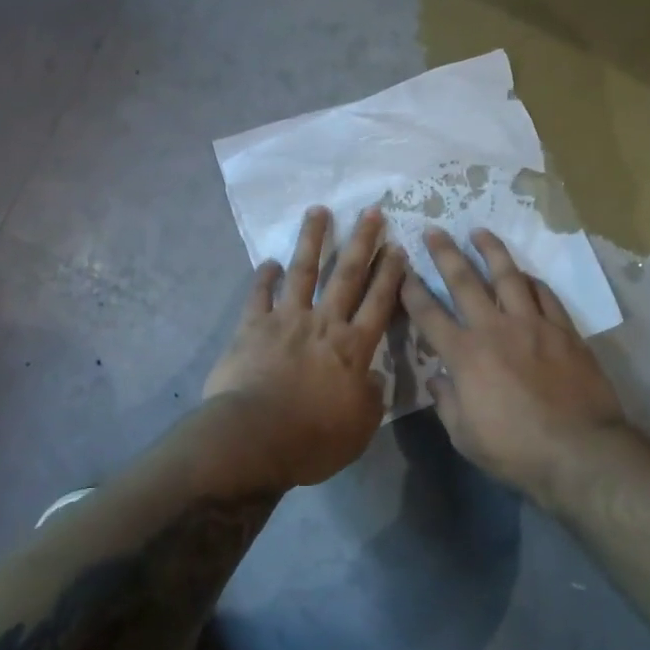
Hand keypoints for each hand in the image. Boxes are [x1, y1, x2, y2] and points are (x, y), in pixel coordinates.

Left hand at [204, 205, 408, 488]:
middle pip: (347, 275)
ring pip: (303, 272)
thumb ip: (370, 398)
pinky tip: (268, 261)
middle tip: (371, 211)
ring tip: (318, 211)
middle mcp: (323, 323)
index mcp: (354, 347)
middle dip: (362, 241)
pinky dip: (264, 277)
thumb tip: (373, 378)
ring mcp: (286, 320)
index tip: (398, 247)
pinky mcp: (252, 327)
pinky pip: (259, 295)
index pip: (379, 302)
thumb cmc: (313, 438)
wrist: (254, 438)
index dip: (390, 274)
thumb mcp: (360, 428)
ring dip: (312, 240)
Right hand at [401, 227, 627, 500]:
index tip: (402, 271)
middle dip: (445, 253)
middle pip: (464, 281)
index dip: (412, 291)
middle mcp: (495, 329)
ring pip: (508, 276)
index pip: (429, 315)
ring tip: (480, 232)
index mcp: (465, 355)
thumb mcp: (465, 436)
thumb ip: (447, 403)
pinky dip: (532, 281)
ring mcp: (533, 325)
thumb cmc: (515, 450)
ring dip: (491, 251)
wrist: (579, 450)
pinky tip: (525, 274)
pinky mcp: (564, 330)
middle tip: (434, 230)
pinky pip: (545, 295)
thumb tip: (438, 380)